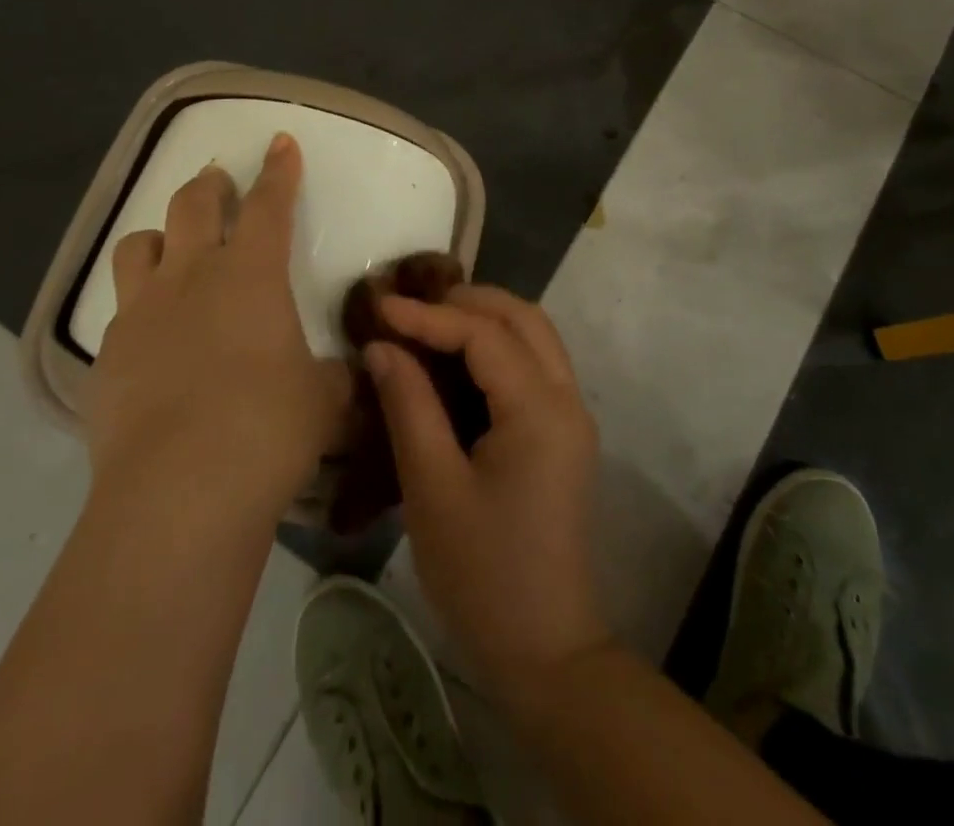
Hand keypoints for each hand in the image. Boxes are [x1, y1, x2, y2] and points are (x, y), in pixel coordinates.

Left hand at [83, 132, 352, 522]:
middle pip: (192, 204)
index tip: (280, 142)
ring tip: (171, 249)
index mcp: (250, 274)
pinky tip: (151, 339)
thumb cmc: (268, 428)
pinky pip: (120, 311)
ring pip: (138, 245)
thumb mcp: (324, 399)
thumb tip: (347, 371)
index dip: (278, 169)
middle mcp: (190, 277)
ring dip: (159, 236)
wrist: (179, 490)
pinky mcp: (107, 355)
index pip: (268, 204)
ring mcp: (141, 312)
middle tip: (218, 180)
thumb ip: (335, 375)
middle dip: (210, 185)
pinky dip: (139, 308)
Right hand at [365, 286, 609, 697]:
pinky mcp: (564, 434)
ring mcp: (572, 416)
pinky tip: (457, 359)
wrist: (546, 652)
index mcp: (540, 410)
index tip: (380, 307)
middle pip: (523, 318)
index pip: (484, 334)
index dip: (429, 315)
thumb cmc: (483, 574)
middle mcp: (567, 399)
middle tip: (410, 307)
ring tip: (429, 322)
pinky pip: (535, 364)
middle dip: (466, 301)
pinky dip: (498, 345)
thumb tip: (381, 346)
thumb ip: (408, 405)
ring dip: (485, 318)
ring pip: (535, 336)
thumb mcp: (432, 488)